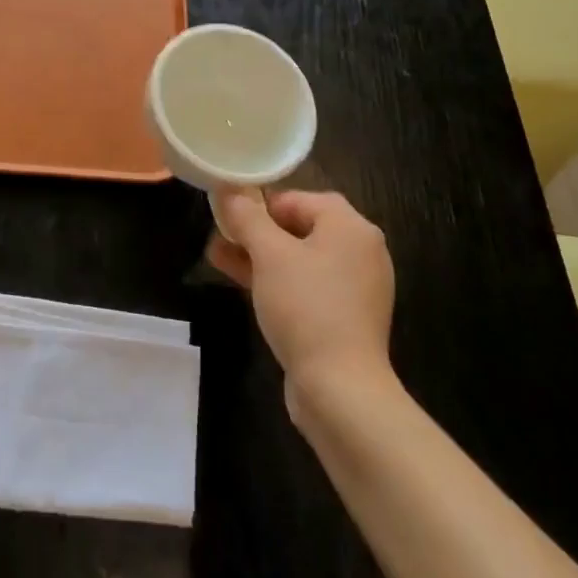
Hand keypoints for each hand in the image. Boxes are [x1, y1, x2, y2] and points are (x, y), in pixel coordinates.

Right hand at [207, 190, 396, 415]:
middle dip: (256, 230)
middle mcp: (360, 252)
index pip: (301, 198)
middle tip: (220, 234)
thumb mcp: (269, 254)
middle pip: (301, 227)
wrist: (340, 389)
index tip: (230, 214)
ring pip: (299, 258)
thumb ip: (246, 216)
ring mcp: (354, 288)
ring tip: (218, 255)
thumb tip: (229, 189)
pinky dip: (276, 280)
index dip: (262, 202)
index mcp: (351, 228)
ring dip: (259, 255)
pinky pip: (305, 286)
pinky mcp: (344, 317)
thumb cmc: (306, 307)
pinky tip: (240, 282)